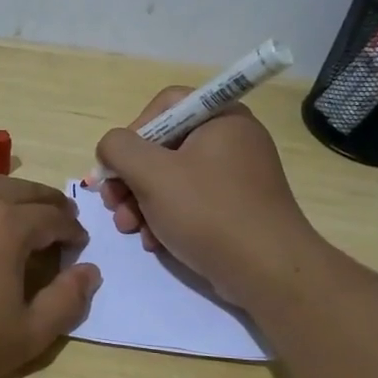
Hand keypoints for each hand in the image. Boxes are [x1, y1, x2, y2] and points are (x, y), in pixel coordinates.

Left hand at [0, 173, 100, 377]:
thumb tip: (89, 271)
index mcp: (6, 224)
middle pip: (20, 189)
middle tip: (59, 220)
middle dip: (46, 203)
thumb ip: (66, 301)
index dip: (72, 231)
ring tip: (18, 215)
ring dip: (9, 195)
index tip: (78, 245)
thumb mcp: (26, 336)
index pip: (53, 216)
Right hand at [94, 89, 319, 306]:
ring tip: (130, 229)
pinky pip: (191, 203)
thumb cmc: (209, 212)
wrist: (267, 272)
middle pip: (164, 146)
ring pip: (172, 179)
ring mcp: (236, 177)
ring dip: (142, 203)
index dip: (133, 132)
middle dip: (131, 178)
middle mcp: (232, 140)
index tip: (118, 166)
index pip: (165, 105)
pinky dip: (167, 219)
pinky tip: (154, 242)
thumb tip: (110, 148)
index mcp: (221, 118)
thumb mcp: (152, 174)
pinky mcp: (236, 209)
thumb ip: (119, 149)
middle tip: (113, 204)